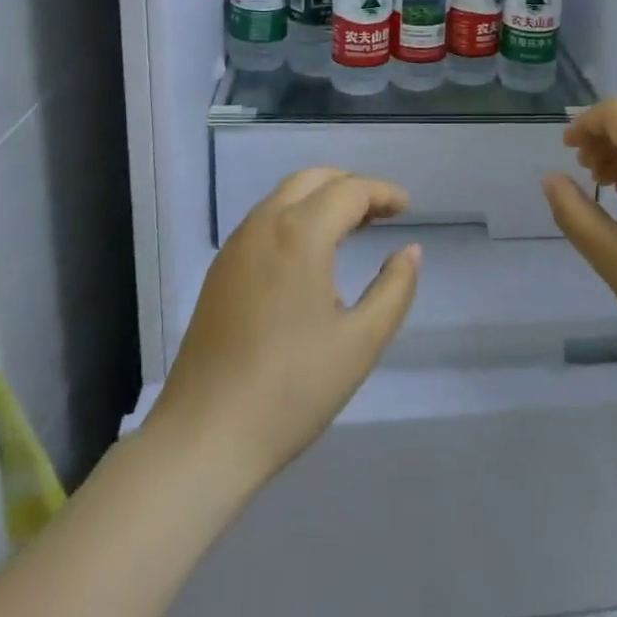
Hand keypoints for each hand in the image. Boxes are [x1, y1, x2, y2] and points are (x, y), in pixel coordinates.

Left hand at [150, 169, 420, 489]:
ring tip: (354, 228)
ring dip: (322, 198)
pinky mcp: (220, 270)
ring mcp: (236, 246)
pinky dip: (296, 216)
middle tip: (382, 213)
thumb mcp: (361, 342)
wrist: (205, 437)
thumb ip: (395, 289)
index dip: (383, 193)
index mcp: (301, 234)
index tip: (408, 209)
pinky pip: (265, 220)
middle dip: (351, 186)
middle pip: (313, 179)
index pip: (350, 191)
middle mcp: (264, 225)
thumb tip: (410, 250)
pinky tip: (312, 254)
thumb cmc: (292, 389)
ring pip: (285, 196)